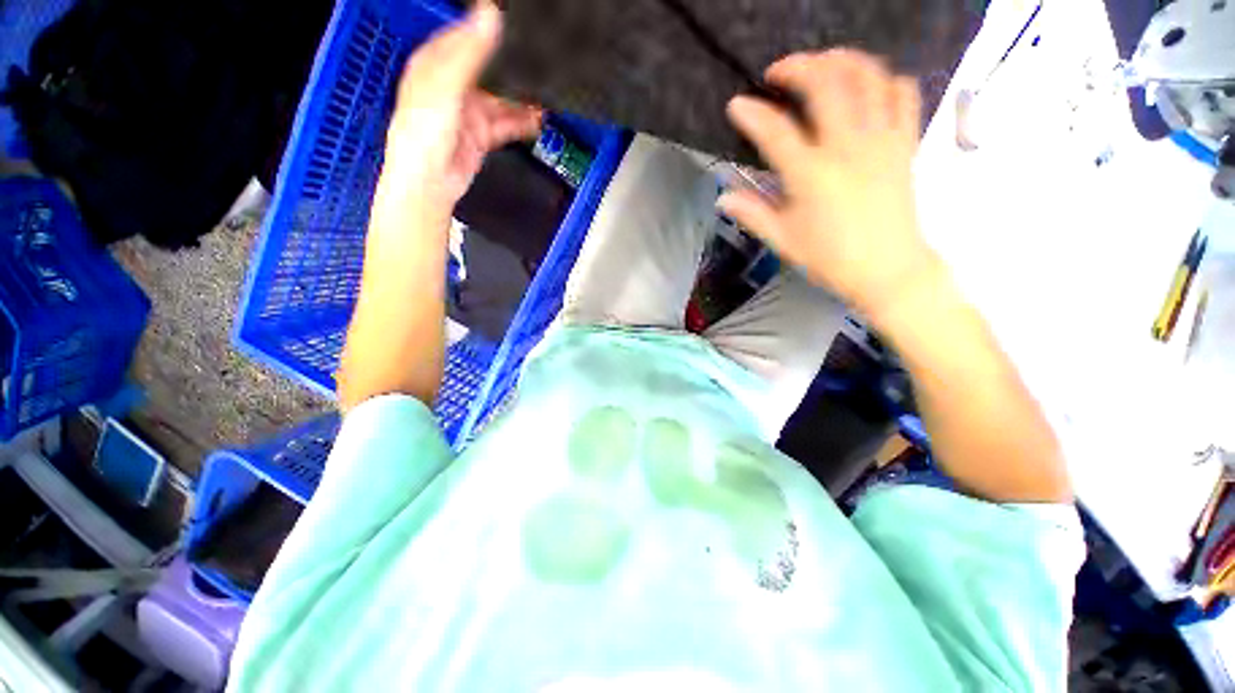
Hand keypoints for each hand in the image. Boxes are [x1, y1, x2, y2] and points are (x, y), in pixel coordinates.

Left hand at [380, 3, 542, 213]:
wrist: (430, 182)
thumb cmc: (424, 132)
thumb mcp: (446, 86)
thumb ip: (469, 52)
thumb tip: (491, 13)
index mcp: (434, 64)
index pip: (462, 35)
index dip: (484, 25)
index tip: (512, 19)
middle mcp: (452, 85)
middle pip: (485, 67)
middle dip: (509, 64)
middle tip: (535, 58)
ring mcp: (468, 111)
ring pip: (499, 97)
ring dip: (520, 98)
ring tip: (544, 94)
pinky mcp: (481, 134)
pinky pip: (505, 123)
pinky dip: (521, 122)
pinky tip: (538, 120)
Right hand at [719, 49, 936, 323]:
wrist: (888, 270)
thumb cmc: (830, 259)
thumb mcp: (783, 240)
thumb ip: (752, 214)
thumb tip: (723, 197)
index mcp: (811, 175)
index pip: (775, 131)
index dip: (751, 114)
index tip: (736, 105)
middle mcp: (847, 147)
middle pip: (826, 83)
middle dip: (798, 66)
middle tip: (779, 72)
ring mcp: (882, 140)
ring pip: (868, 76)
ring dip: (842, 60)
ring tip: (823, 64)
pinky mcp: (904, 143)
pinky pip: (904, 94)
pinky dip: (886, 79)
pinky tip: (869, 86)